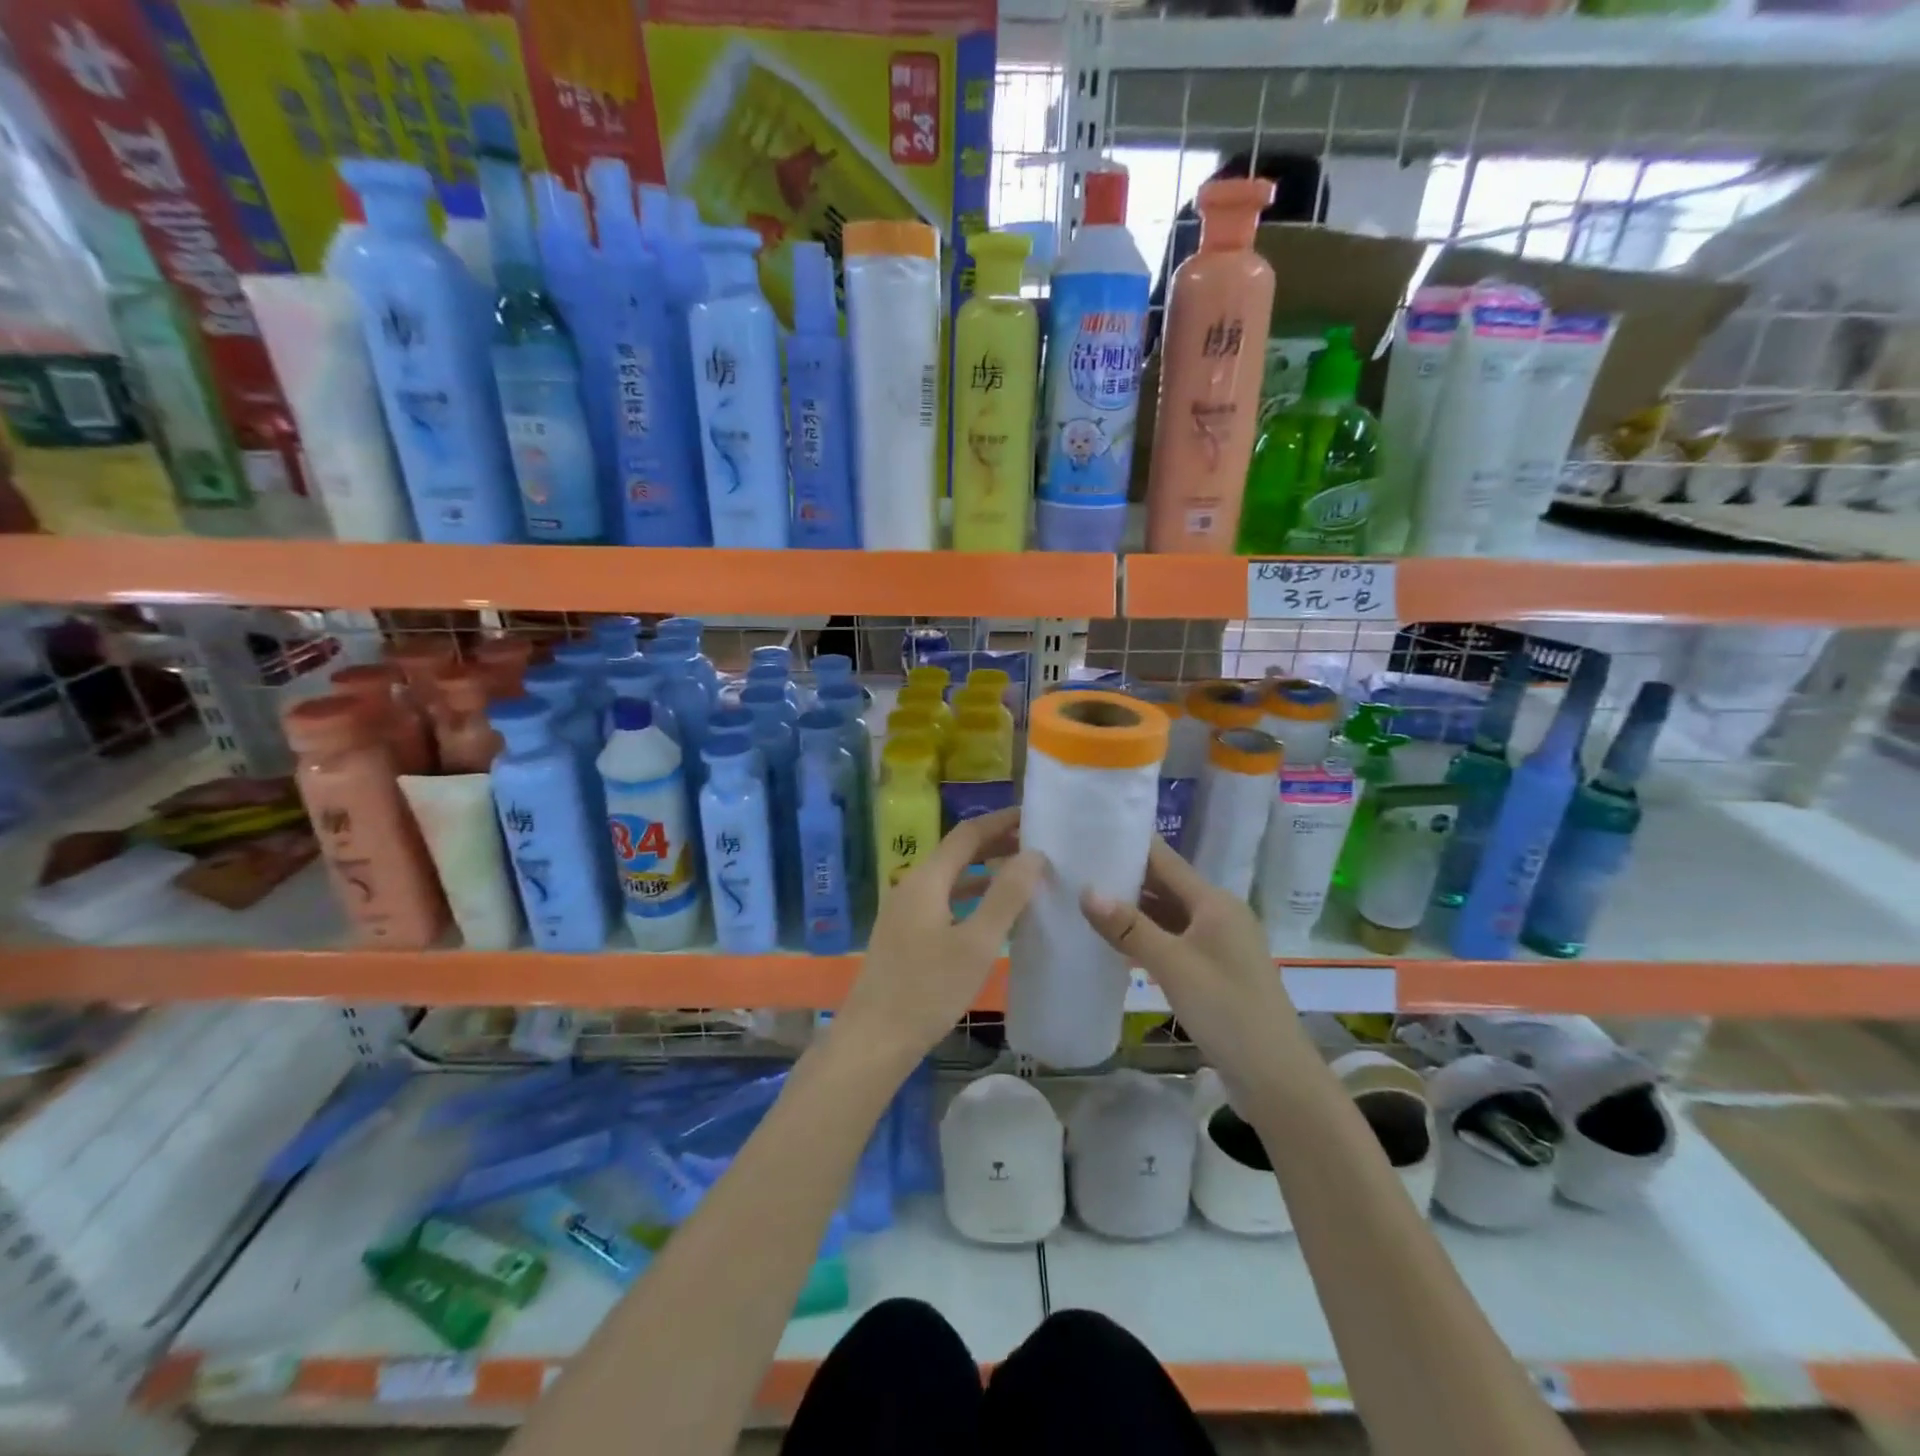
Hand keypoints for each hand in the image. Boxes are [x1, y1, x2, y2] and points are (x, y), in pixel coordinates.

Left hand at [837, 807, 1044, 1063]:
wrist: (874, 1040)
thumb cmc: (928, 990)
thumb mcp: (976, 943)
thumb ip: (1006, 896)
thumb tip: (1034, 854)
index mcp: (926, 879)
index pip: (967, 834)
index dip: (1001, 821)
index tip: (1034, 816)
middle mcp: (912, 886)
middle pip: (957, 853)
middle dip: (996, 844)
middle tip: (1038, 844)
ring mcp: (904, 911)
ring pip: (950, 878)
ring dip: (985, 872)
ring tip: (1024, 874)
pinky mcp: (905, 935)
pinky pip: (943, 900)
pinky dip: (971, 896)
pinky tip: (993, 914)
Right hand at [1080, 837, 1305, 1106]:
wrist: (1276, 1079)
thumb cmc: (1227, 1010)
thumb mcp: (1173, 965)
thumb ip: (1129, 928)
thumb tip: (1086, 890)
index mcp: (1215, 902)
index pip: (1165, 860)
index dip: (1130, 846)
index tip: (1090, 835)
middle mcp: (1218, 915)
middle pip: (1166, 886)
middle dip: (1125, 878)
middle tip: (1076, 870)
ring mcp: (1218, 945)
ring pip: (1168, 916)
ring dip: (1132, 911)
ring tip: (1084, 902)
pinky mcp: (1214, 972)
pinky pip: (1173, 942)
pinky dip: (1145, 939)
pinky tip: (1113, 944)